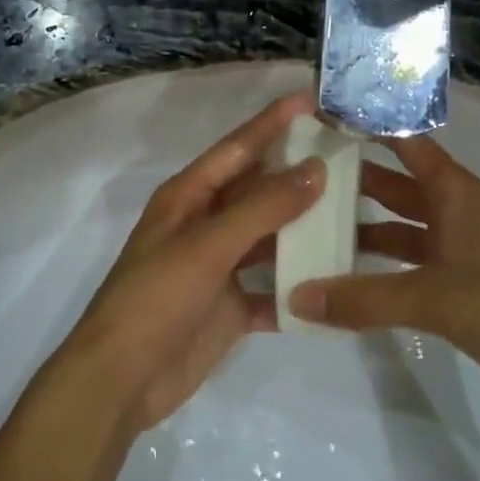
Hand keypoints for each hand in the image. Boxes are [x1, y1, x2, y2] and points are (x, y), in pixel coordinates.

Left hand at [62, 92, 325, 433]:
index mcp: (189, 196)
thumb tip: (316, 169)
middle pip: (260, 190)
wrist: (122, 380)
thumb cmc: (157, 296)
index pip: (238, 148)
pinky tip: (339, 283)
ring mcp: (220, 266)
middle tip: (351, 158)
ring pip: (271, 238)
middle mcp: (206, 224)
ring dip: (306, 230)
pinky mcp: (232, 306)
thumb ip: (263, 208)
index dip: (273, 122)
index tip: (312, 100)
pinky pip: (274, 288)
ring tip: (357, 215)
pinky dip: (300, 287)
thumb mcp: (208, 245)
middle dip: (300, 174)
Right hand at [289, 134, 479, 423]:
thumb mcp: (435, 298)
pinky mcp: (460, 290)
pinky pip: (409, 267)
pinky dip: (380, 269)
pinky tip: (346, 279)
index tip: (325, 115)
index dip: (371, 126)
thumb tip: (297, 299)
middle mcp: (456, 214)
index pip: (407, 144)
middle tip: (302, 174)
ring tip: (313, 227)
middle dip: (355, 178)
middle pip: (397, 186)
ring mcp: (459, 253)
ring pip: (401, 228)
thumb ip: (365, 299)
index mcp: (457, 194)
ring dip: (364, 228)